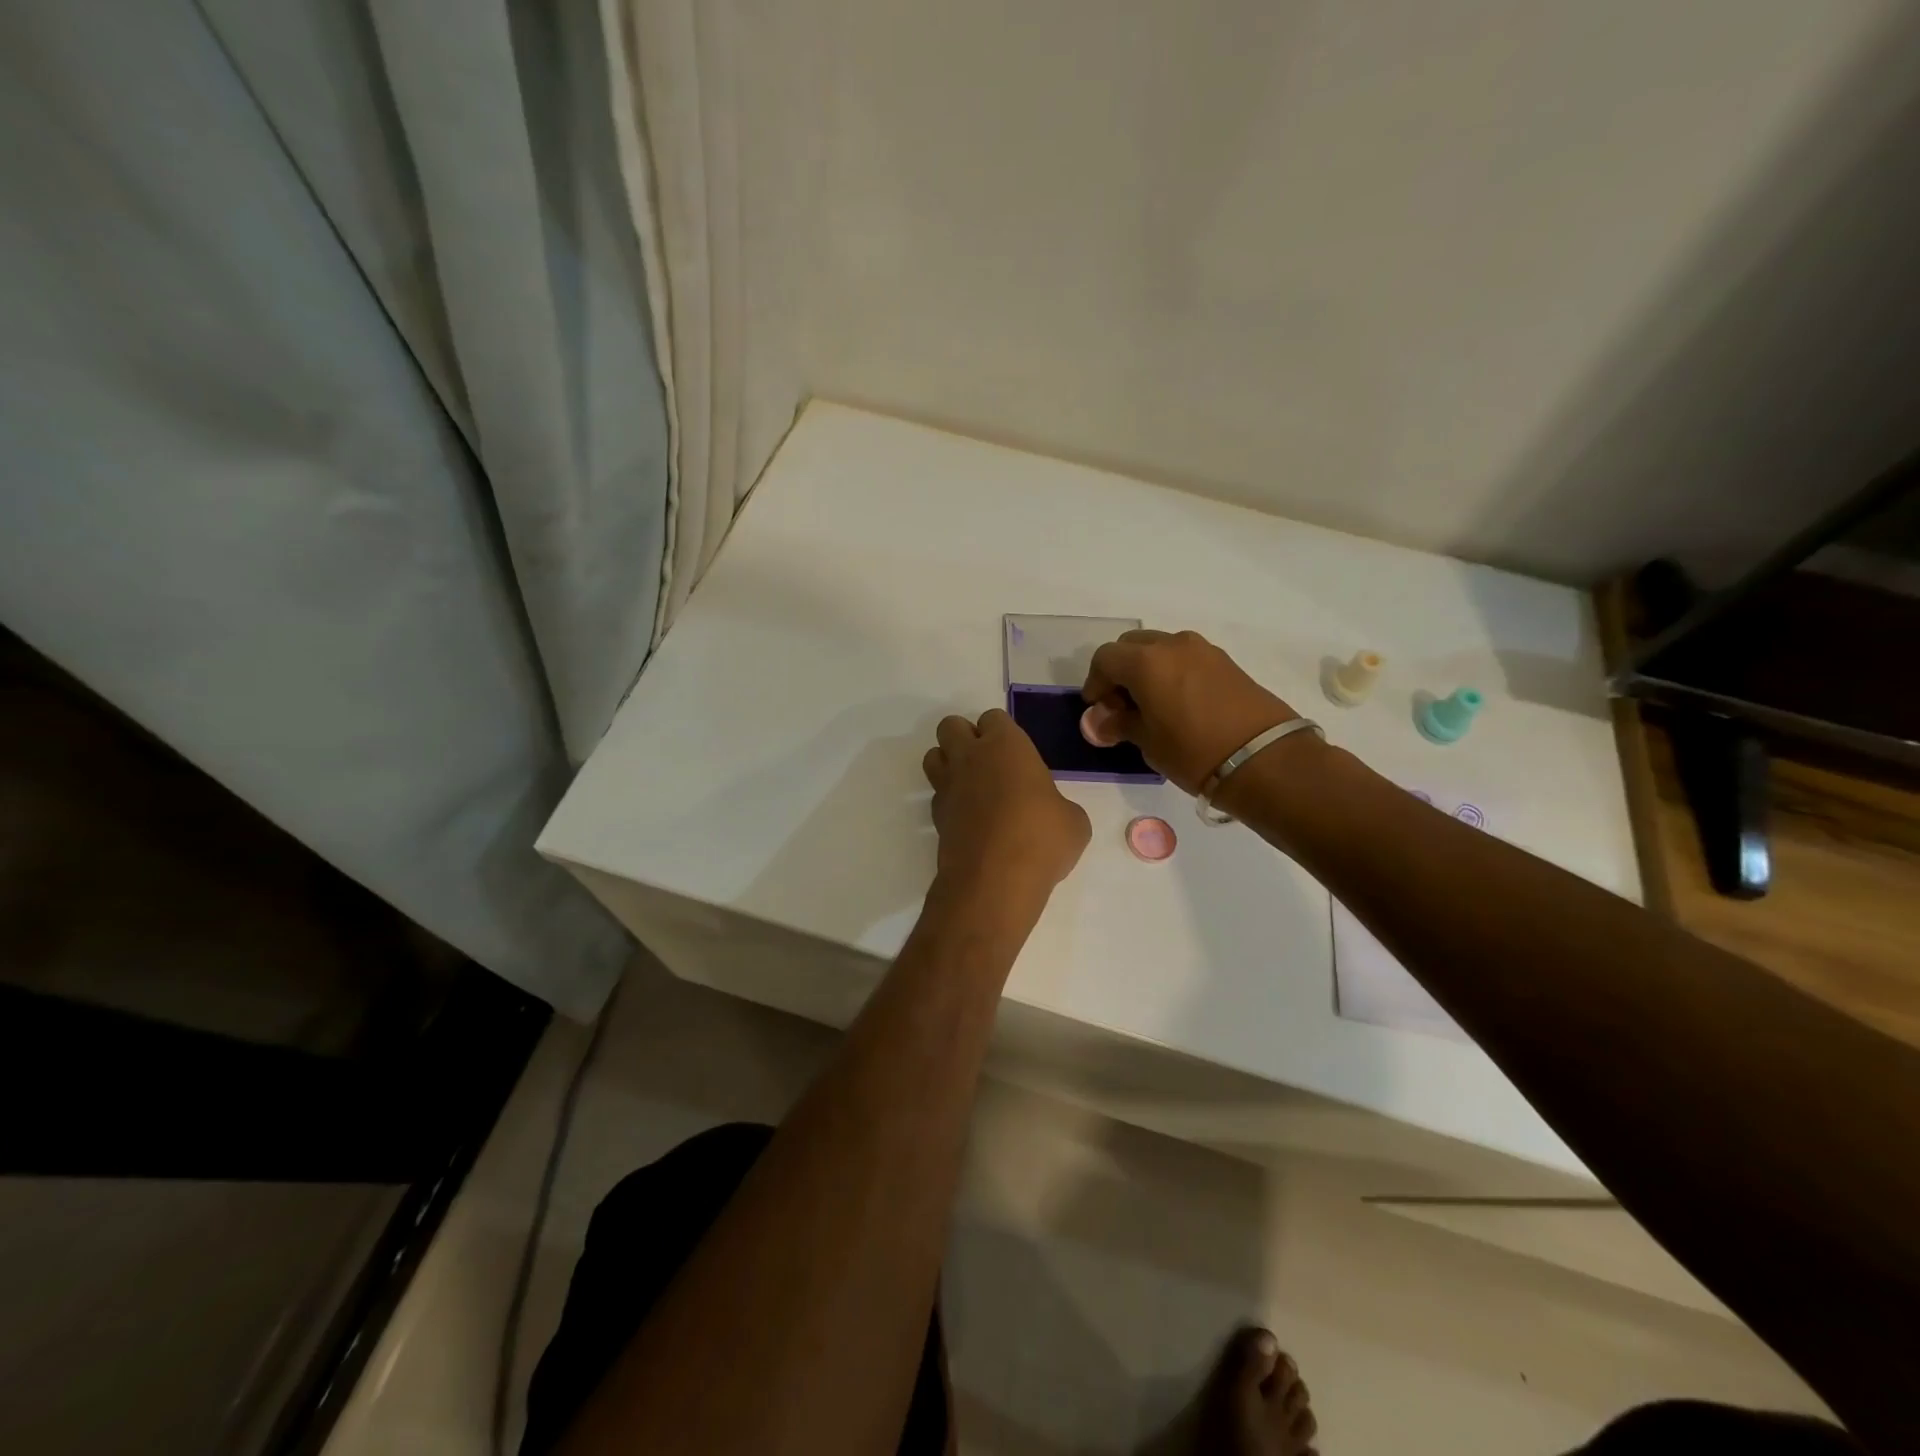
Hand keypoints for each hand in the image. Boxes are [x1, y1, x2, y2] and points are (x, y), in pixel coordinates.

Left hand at [922, 709, 1090, 900]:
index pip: (993, 718)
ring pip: (933, 755)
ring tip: (972, 786)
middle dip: (965, 737)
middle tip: (989, 763)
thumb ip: (1057, 805)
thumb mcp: (1073, 821)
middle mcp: (970, 757)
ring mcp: (947, 786)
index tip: (1017, 755)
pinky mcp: (935, 817)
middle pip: (951, 726)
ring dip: (948, 763)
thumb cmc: (1042, 839)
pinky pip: (936, 795)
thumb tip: (1051, 813)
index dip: (1003, 733)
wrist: (995, 881)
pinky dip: (948, 801)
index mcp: (1006, 745)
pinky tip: (969, 820)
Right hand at [1080, 629, 1298, 793]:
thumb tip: (1099, 721)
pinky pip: (1186, 658)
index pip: (1105, 659)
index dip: (1095, 683)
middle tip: (1121, 706)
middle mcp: (1172, 645)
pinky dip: (1172, 673)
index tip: (1097, 709)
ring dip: (1147, 670)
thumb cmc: (1194, 751)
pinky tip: (1177, 705)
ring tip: (1150, 706)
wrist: (1264, 759)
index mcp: (1146, 661)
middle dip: (1120, 671)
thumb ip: (1119, 724)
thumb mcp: (1148, 742)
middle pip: (1132, 646)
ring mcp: (1203, 650)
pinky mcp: (1226, 662)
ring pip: (1161, 649)